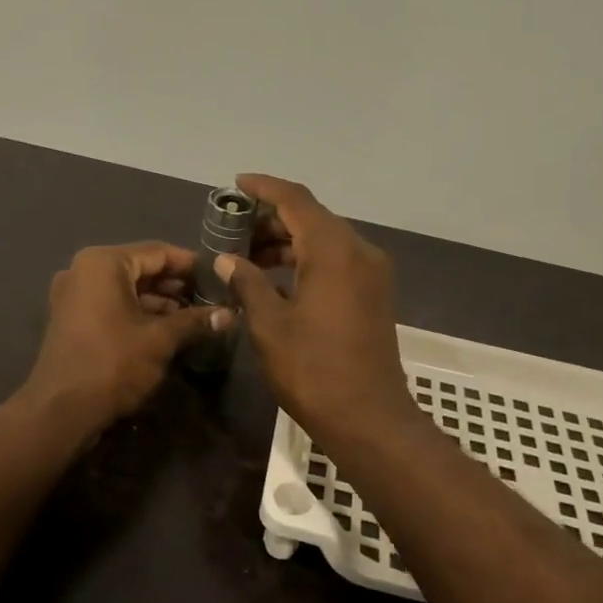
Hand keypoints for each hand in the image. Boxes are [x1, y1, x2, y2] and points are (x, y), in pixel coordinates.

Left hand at [18, 241, 230, 435]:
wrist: (61, 410)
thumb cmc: (113, 363)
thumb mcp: (160, 339)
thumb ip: (195, 321)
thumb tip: (229, 314)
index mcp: (103, 263)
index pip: (157, 251)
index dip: (190, 264)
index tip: (217, 276)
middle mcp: (83, 270)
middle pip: (140, 268)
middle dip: (174, 285)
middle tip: (209, 299)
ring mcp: (73, 294)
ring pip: (125, 288)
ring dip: (157, 301)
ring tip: (193, 317)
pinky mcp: (70, 318)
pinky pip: (110, 304)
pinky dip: (136, 312)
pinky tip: (165, 329)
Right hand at [216, 175, 415, 443]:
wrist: (369, 418)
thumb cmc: (313, 370)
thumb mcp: (269, 325)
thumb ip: (248, 282)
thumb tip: (228, 259)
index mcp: (334, 250)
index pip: (296, 200)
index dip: (265, 188)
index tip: (237, 184)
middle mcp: (359, 251)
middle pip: (313, 217)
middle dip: (273, 218)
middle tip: (234, 228)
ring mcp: (372, 273)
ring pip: (325, 239)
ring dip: (289, 241)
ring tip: (249, 255)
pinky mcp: (374, 294)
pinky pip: (337, 260)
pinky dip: (307, 259)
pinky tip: (278, 277)